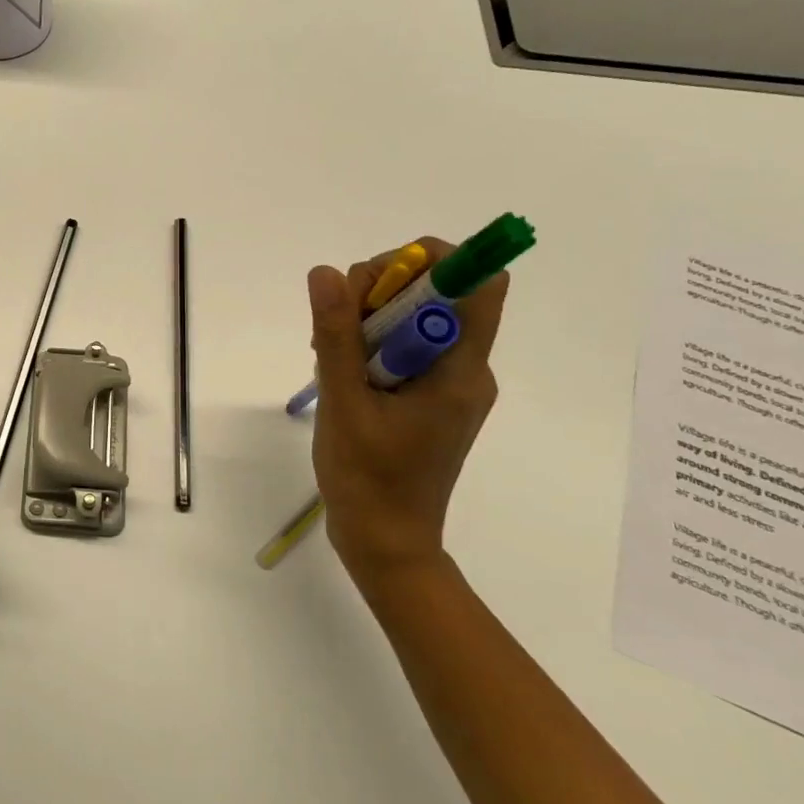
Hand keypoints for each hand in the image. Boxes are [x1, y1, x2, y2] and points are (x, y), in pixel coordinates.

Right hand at [307, 238, 507, 593]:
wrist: (385, 542)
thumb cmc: (368, 479)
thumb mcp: (343, 403)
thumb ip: (337, 335)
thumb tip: (326, 272)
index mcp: (460, 370)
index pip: (477, 283)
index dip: (432, 260)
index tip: (375, 281)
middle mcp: (466, 368)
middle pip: (439, 293)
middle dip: (382, 289)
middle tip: (336, 323)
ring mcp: (450, 383)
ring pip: (417, 317)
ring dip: (369, 316)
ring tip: (329, 353)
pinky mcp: (432, 397)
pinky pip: (407, 345)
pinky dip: (371, 341)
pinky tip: (339, 369)